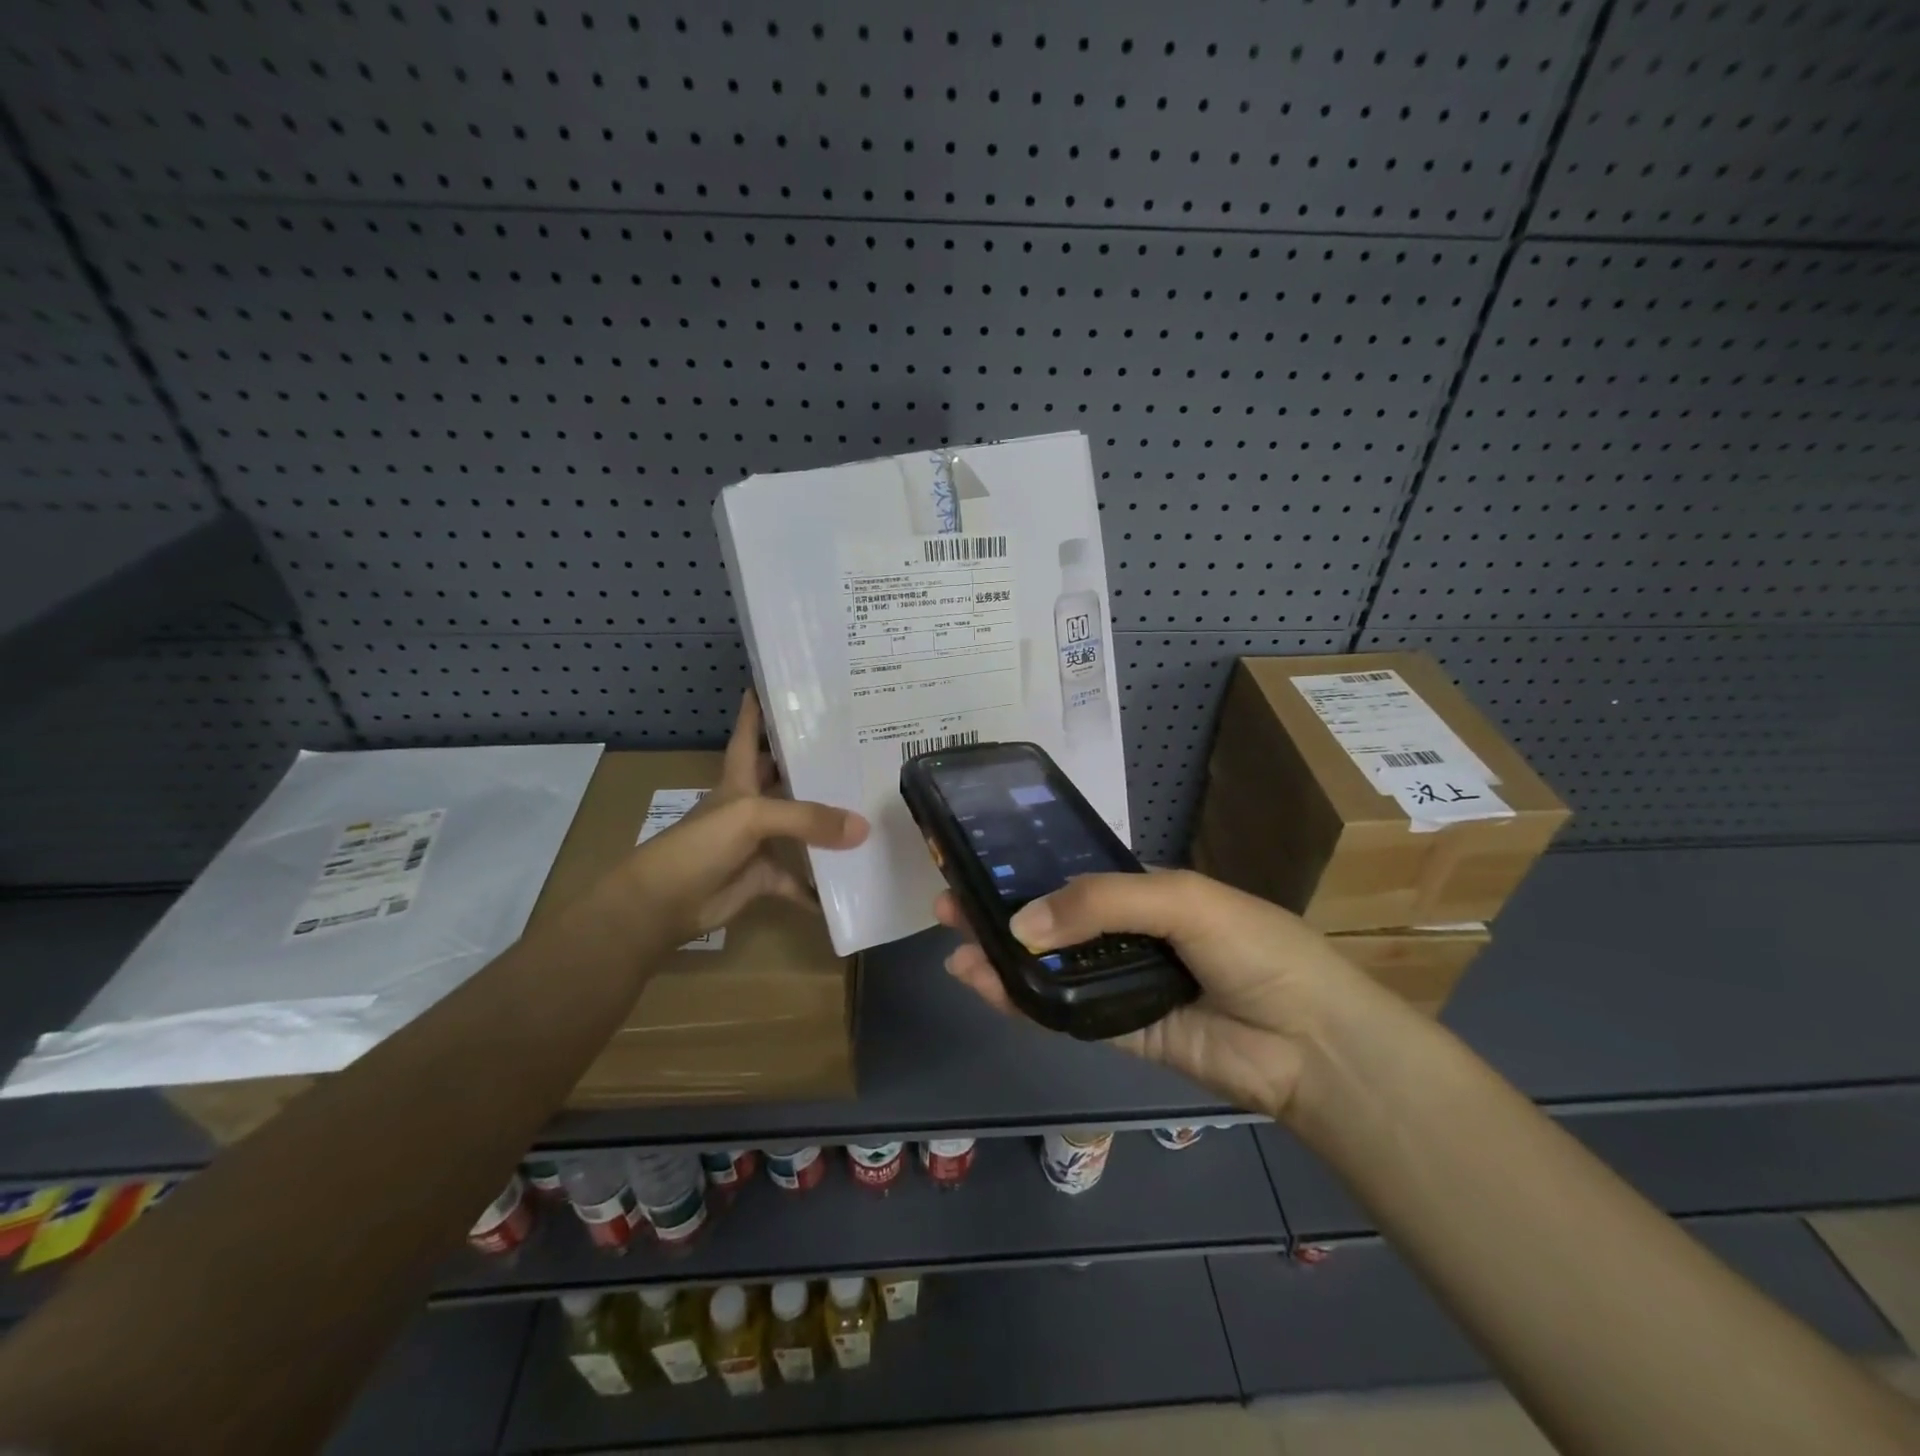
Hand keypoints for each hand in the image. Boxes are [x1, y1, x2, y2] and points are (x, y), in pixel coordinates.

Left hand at [608, 690, 867, 944]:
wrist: (662, 904)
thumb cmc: (699, 846)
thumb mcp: (752, 817)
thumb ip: (807, 819)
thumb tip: (863, 827)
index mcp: (739, 781)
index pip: (748, 735)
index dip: (757, 710)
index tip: (776, 684)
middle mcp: (750, 806)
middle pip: (783, 779)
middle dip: (812, 765)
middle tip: (853, 748)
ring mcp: (757, 843)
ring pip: (799, 829)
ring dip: (826, 826)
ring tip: (868, 810)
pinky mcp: (763, 877)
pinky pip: (798, 881)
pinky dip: (819, 888)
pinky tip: (850, 885)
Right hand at [935, 870, 1373, 1119]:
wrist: (1309, 1042)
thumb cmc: (1253, 947)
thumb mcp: (1179, 899)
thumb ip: (1098, 904)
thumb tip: (1019, 924)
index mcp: (1145, 894)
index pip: (1073, 877)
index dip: (1027, 870)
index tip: (978, 862)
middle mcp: (1127, 937)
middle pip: (1051, 922)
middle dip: (999, 910)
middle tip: (947, 900)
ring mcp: (1118, 986)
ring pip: (1047, 968)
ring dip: (999, 954)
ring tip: (952, 938)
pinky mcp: (1115, 1033)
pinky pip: (1059, 1013)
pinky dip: (1019, 999)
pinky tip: (981, 980)